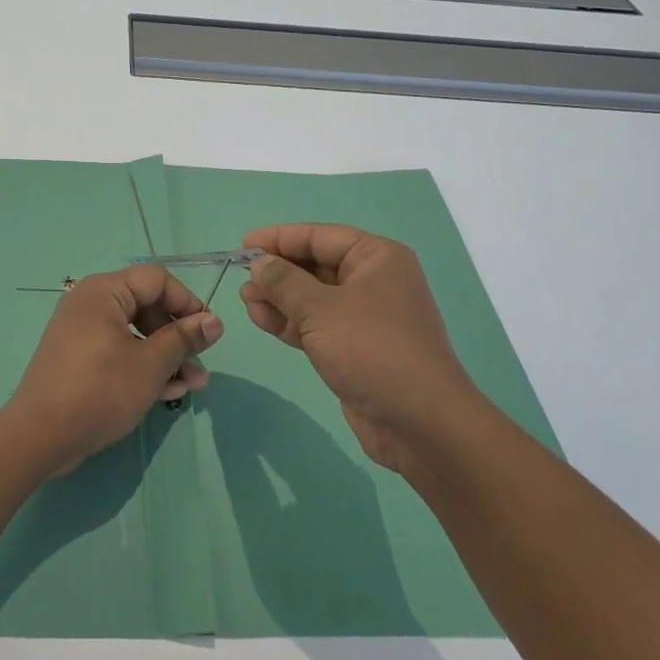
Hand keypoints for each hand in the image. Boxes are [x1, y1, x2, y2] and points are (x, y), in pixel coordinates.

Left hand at [8, 266, 223, 472]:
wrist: (40, 436)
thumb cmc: (100, 390)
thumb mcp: (150, 365)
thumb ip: (183, 339)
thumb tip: (214, 321)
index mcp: (103, 291)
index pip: (156, 280)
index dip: (187, 302)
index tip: (208, 332)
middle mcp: (90, 304)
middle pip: (146, 307)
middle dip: (178, 337)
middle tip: (200, 364)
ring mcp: (82, 332)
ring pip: (135, 334)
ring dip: (166, 357)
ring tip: (193, 385)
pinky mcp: (79, 360)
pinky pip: (118, 352)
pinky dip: (142, 367)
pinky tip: (168, 392)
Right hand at [239, 224, 485, 475]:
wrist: (419, 423)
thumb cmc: (372, 351)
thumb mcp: (321, 310)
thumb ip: (284, 282)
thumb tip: (259, 261)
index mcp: (376, 258)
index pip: (320, 237)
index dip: (279, 238)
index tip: (243, 245)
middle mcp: (373, 281)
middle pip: (315, 265)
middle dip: (277, 271)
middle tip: (241, 278)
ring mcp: (364, 317)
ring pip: (312, 297)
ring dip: (279, 297)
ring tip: (245, 300)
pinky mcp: (354, 348)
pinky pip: (316, 324)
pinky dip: (289, 321)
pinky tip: (261, 319)